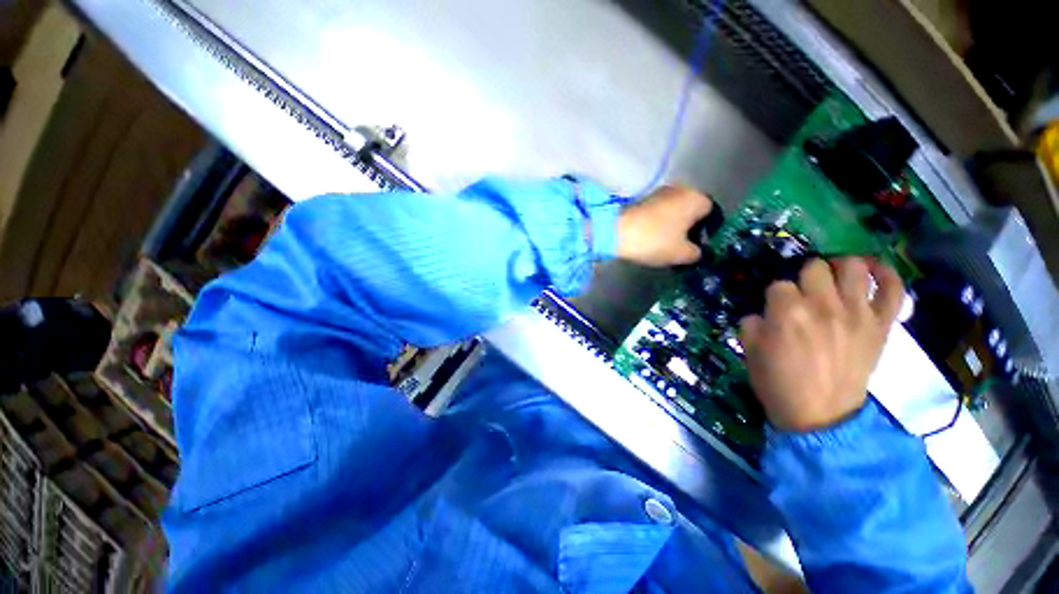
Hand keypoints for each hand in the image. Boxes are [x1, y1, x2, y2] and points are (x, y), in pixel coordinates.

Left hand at [616, 185, 713, 266]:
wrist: (617, 232)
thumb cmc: (656, 240)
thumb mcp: (682, 254)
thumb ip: (697, 253)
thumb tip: (698, 252)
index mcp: (697, 198)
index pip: (712, 213)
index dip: (707, 231)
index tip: (698, 246)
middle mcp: (681, 189)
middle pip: (692, 210)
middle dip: (689, 228)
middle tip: (682, 246)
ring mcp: (660, 192)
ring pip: (674, 211)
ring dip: (673, 225)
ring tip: (665, 244)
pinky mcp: (642, 198)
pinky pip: (658, 212)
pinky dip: (659, 223)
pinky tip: (652, 237)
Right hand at [739, 258, 903, 431]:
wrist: (820, 415)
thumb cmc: (778, 383)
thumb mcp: (750, 351)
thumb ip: (752, 324)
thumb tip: (762, 313)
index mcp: (787, 313)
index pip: (778, 284)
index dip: (774, 296)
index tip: (774, 309)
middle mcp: (823, 305)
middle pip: (814, 267)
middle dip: (803, 277)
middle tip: (801, 294)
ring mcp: (857, 313)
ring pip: (854, 268)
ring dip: (840, 267)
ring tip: (833, 277)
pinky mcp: (880, 325)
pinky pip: (894, 290)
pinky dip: (887, 275)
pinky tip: (873, 270)